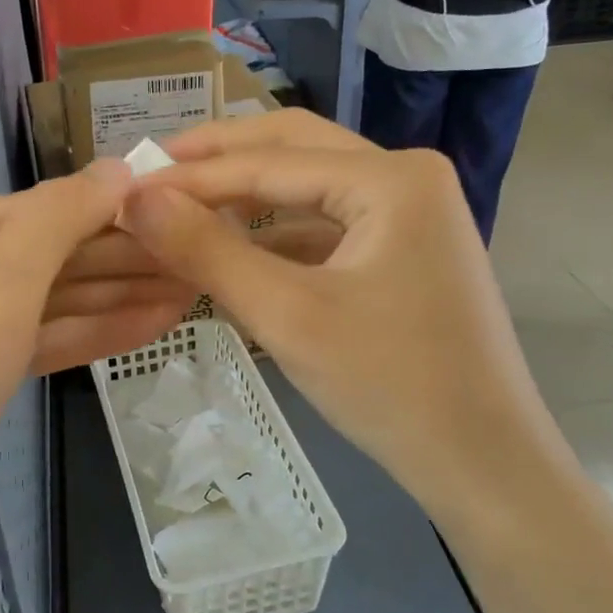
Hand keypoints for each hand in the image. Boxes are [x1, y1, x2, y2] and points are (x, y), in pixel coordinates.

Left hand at [0, 160, 190, 585]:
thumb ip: (60, 221)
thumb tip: (119, 167)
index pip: (42, 209)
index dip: (113, 210)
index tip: (184, 212)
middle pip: (52, 254)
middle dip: (123, 259)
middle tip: (200, 259)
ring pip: (54, 300)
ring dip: (119, 296)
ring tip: (192, 290)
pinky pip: (45, 338)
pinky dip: (94, 333)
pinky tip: (153, 325)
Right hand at [121, 111, 568, 520]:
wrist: (483, 463)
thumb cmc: (390, 385)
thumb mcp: (287, 315)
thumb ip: (207, 251)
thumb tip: (135, 200)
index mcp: (392, 177)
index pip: (270, 161)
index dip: (193, 174)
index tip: (129, 185)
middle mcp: (407, 176)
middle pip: (295, 149)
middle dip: (221, 159)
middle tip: (155, 171)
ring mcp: (412, 212)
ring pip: (309, 185)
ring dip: (247, 193)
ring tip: (183, 203)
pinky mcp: (405, 249)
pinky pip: (328, 222)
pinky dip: (277, 230)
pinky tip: (235, 246)